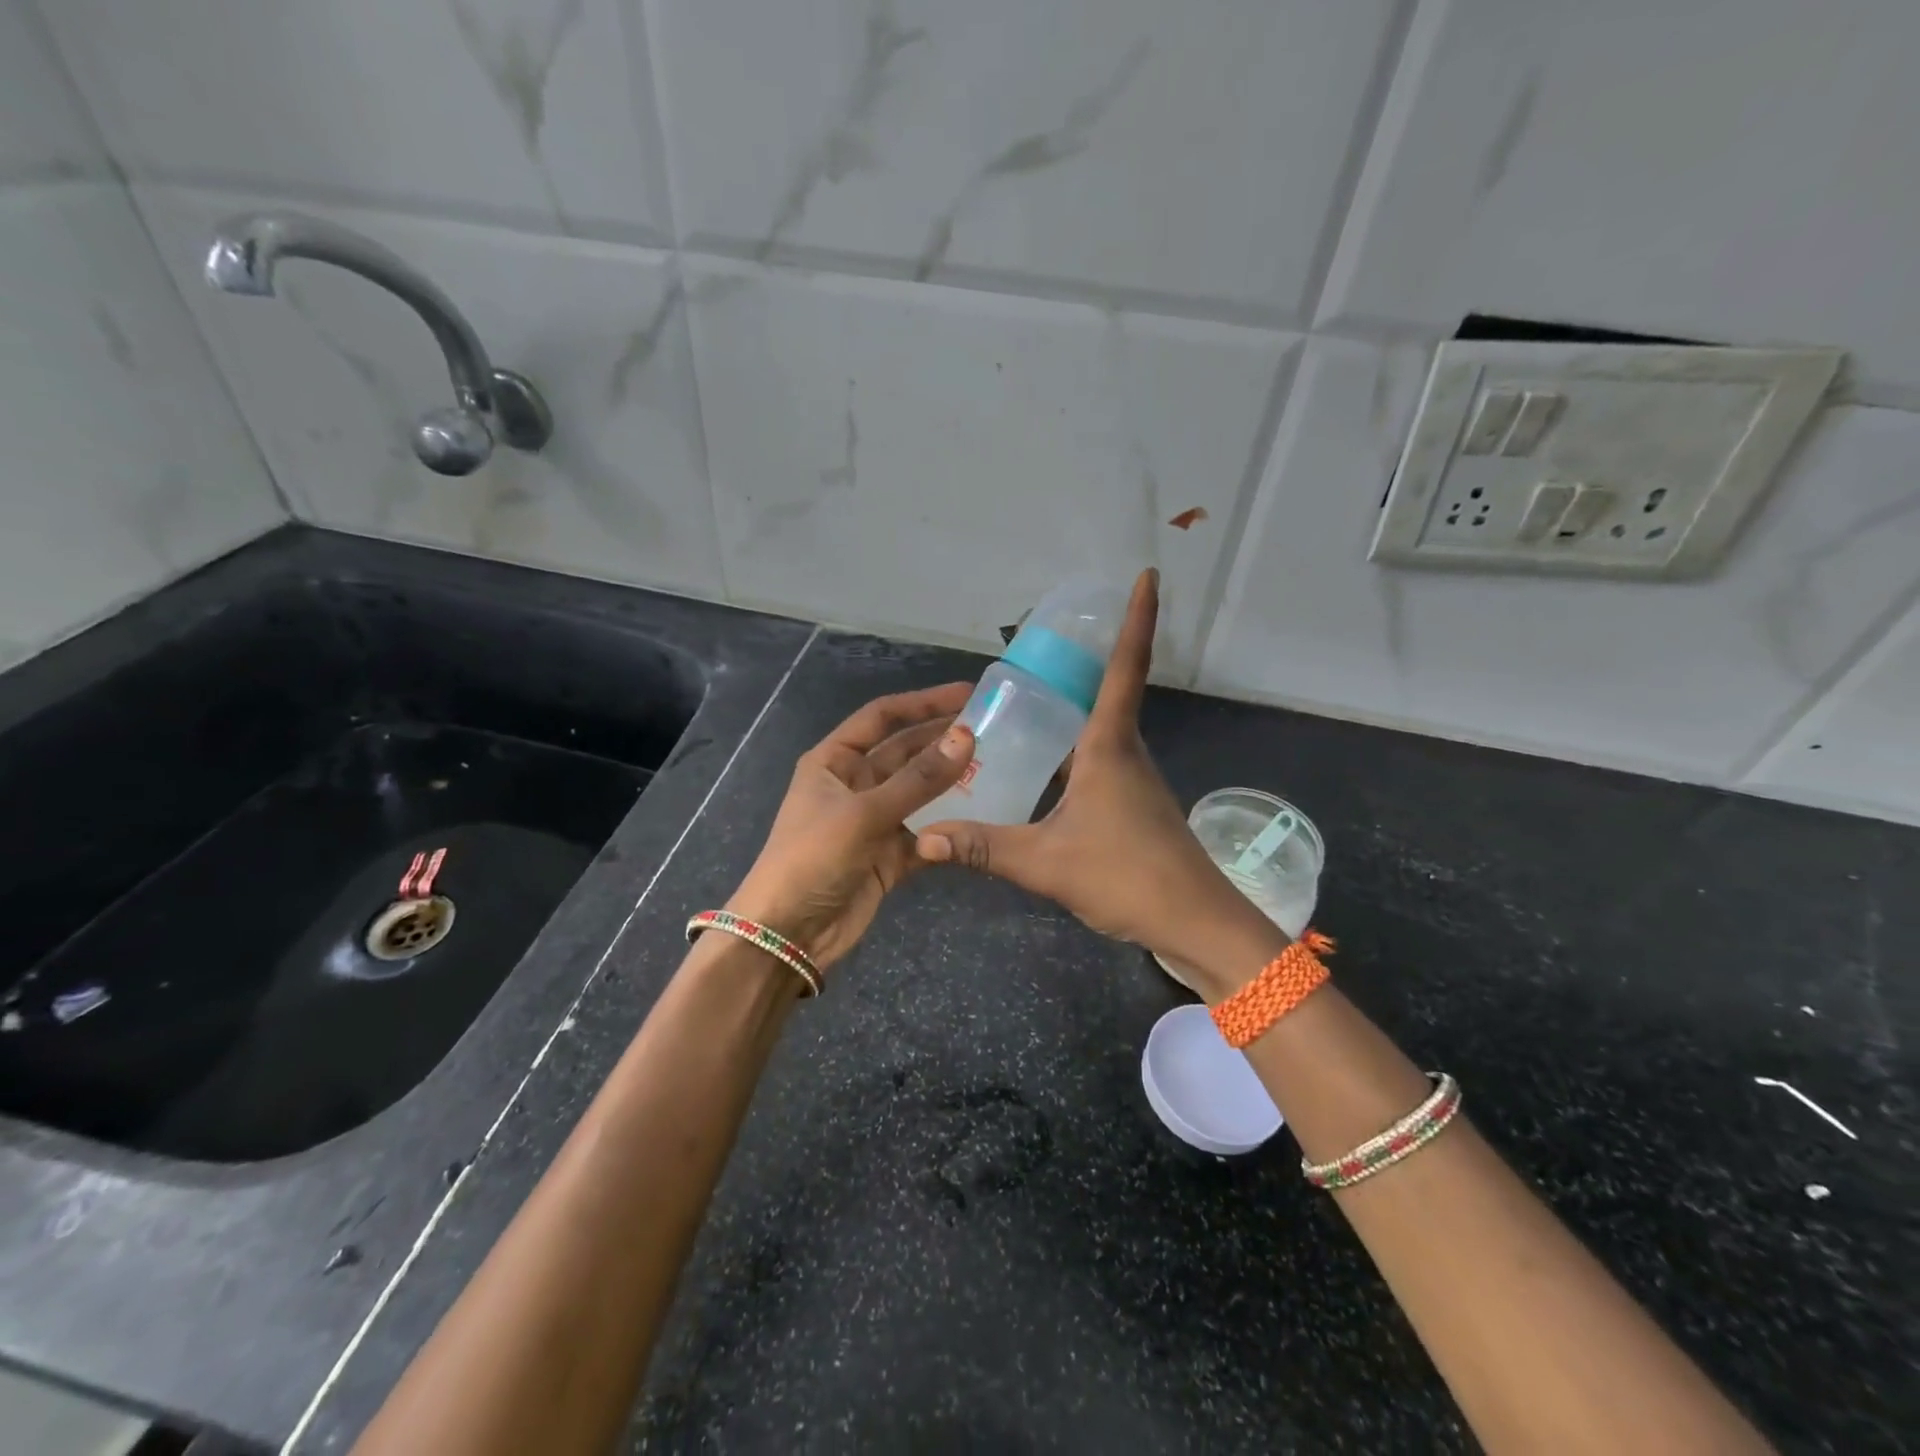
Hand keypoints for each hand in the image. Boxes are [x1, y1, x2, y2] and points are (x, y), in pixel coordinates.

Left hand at [727, 683, 975, 973]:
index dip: (923, 702)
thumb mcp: (864, 812)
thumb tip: (966, 736)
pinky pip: (925, 832)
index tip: (968, 693)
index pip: (882, 717)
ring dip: (951, 781)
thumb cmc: (813, 859)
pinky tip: (981, 817)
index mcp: (833, 761)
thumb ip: (918, 779)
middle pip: (905, 751)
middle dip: (942, 738)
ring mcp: (873, 821)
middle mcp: (854, 784)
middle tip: (993, 726)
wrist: (787, 935)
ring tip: (997, 765)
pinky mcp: (888, 855)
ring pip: (919, 792)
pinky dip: (948, 827)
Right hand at [913, 570, 1286, 1000]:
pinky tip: (1045, 769)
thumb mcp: (1046, 863)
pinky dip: (1075, 749)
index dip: (1138, 619)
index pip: (1126, 668)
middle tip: (1039, 644)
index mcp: (1110, 746)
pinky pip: (1100, 760)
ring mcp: (1134, 780)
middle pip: (1110, 691)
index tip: (1149, 575)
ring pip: (1102, 729)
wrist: (1196, 923)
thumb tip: (924, 837)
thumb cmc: (1128, 877)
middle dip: (1085, 659)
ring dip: (1077, 706)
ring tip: (1028, 699)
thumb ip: (984, 847)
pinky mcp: (1135, 806)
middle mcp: (1126, 752)